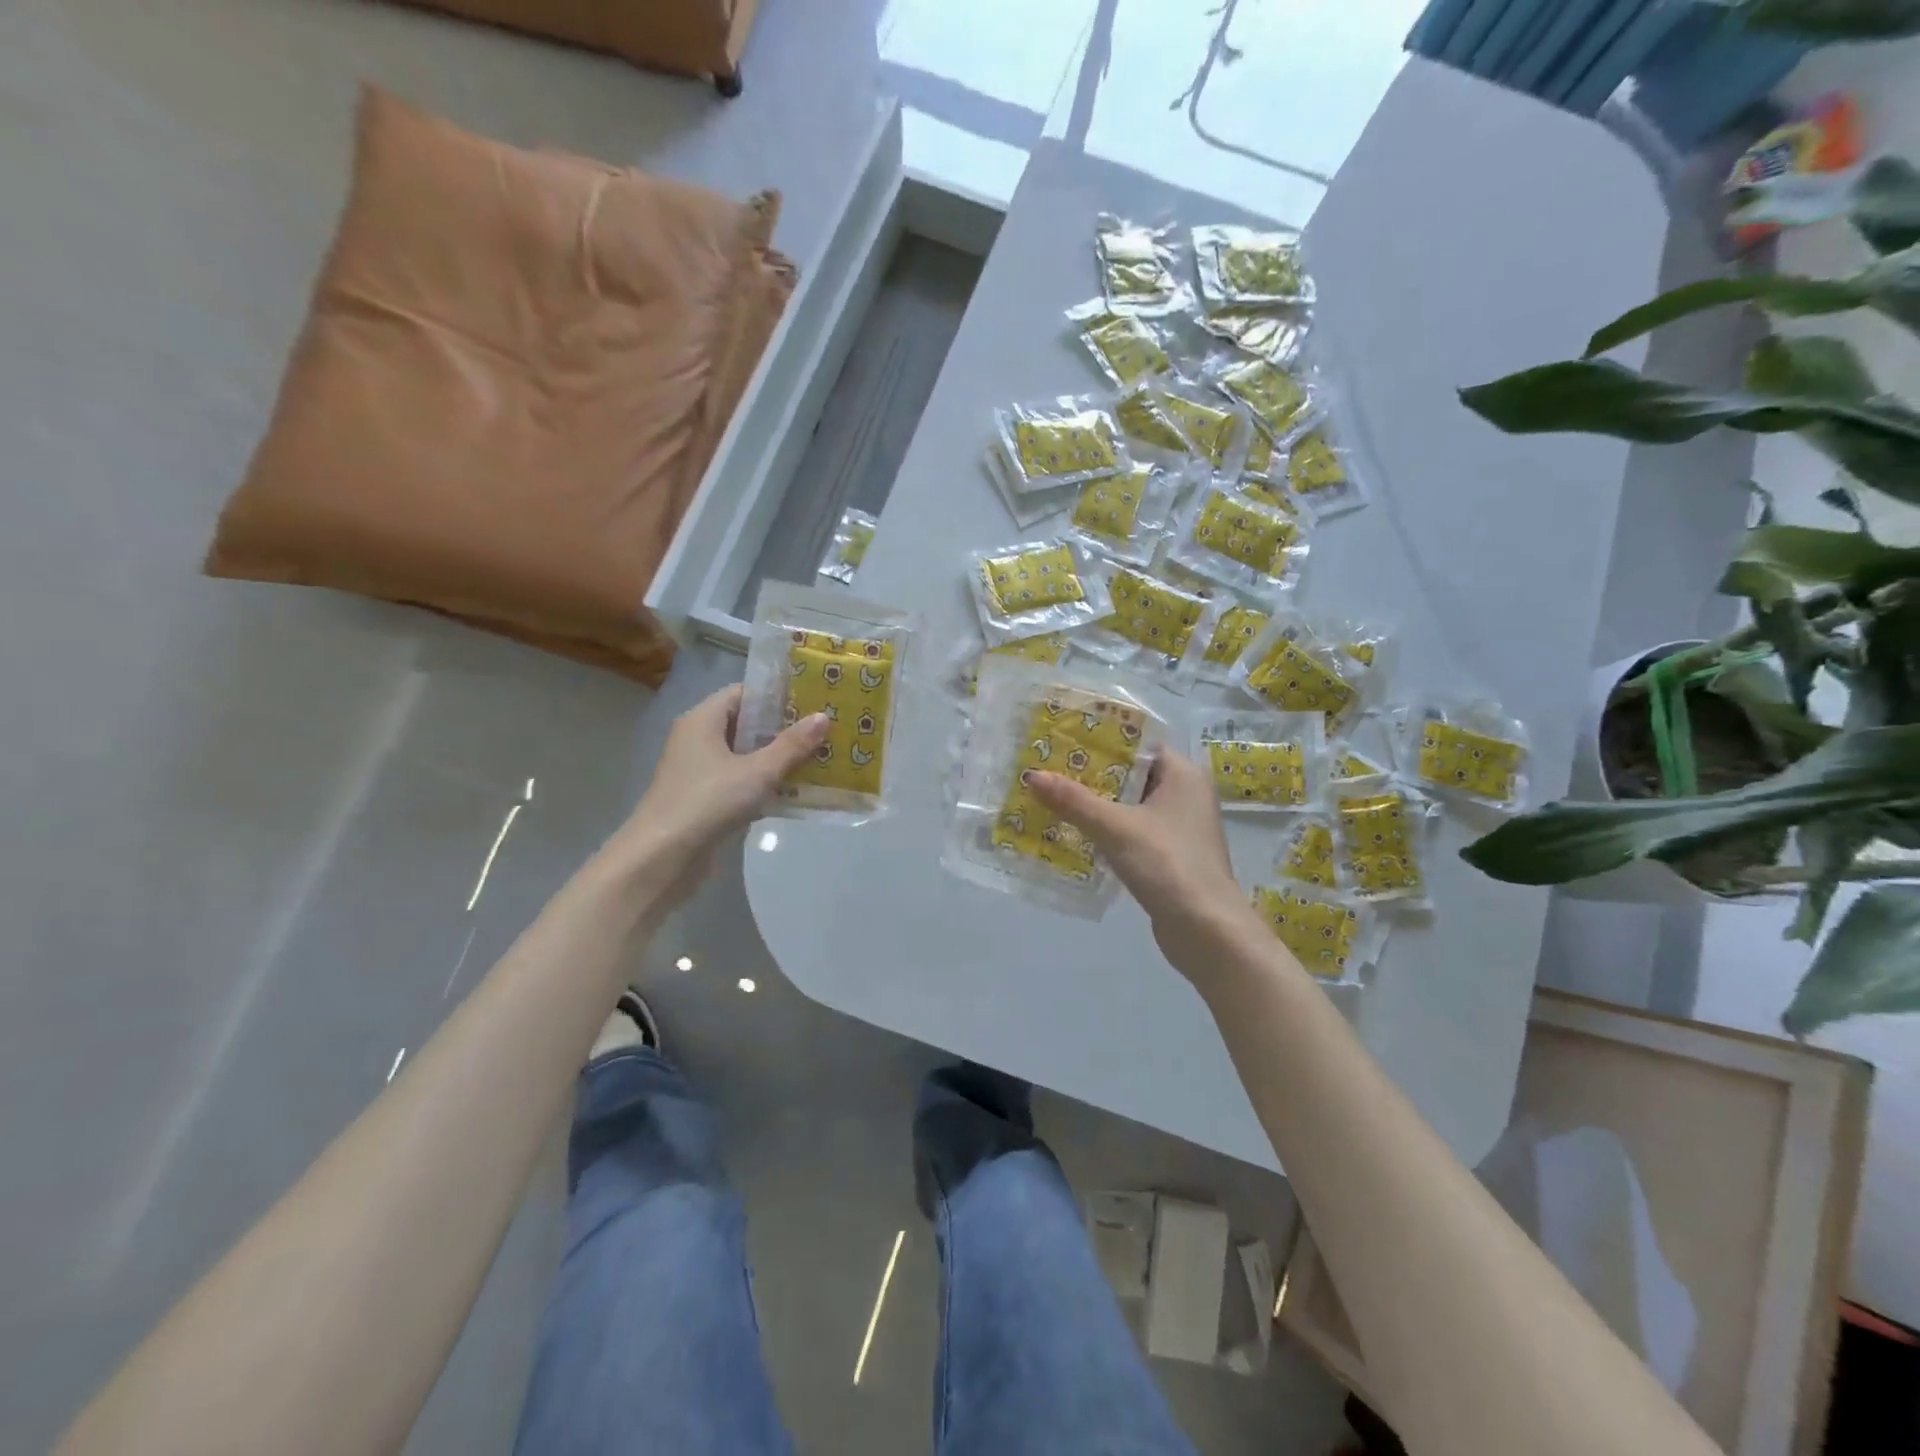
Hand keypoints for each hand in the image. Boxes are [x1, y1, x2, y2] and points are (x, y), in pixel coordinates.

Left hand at [622, 684, 827, 862]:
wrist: (663, 858)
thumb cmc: (709, 802)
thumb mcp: (757, 772)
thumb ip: (791, 745)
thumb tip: (823, 716)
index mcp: (703, 720)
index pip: (743, 693)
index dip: (776, 696)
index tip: (811, 701)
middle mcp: (697, 739)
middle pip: (745, 724)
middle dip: (783, 729)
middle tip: (822, 730)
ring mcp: (699, 771)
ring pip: (745, 756)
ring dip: (777, 758)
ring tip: (818, 758)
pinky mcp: (704, 799)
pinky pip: (740, 781)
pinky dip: (764, 783)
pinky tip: (795, 791)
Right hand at [1030, 749, 1256, 971]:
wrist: (1206, 931)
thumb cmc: (1167, 864)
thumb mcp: (1115, 828)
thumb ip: (1074, 800)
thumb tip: (1032, 774)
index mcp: (1183, 774)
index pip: (1138, 744)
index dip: (1100, 741)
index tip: (1062, 741)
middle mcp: (1186, 794)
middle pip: (1131, 775)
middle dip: (1091, 775)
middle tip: (1048, 770)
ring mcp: (1179, 828)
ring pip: (1130, 806)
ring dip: (1096, 805)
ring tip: (1052, 799)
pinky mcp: (1171, 856)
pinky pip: (1133, 832)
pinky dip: (1107, 831)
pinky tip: (1074, 835)